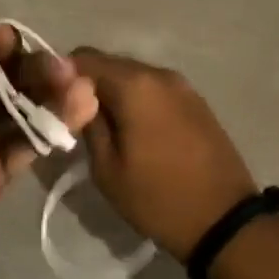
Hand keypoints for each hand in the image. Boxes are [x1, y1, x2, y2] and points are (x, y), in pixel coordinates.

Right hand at [70, 49, 258, 262]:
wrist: (224, 220)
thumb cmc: (157, 197)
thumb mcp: (106, 168)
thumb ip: (87, 122)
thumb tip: (74, 96)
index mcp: (133, 84)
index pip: (82, 58)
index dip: (62, 76)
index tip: (55, 104)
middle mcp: (159, 73)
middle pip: (110, 64)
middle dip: (89, 85)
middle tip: (77, 120)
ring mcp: (182, 85)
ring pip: (134, 76)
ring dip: (116, 94)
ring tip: (108, 129)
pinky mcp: (197, 101)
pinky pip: (156, 90)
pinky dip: (139, 101)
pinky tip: (136, 131)